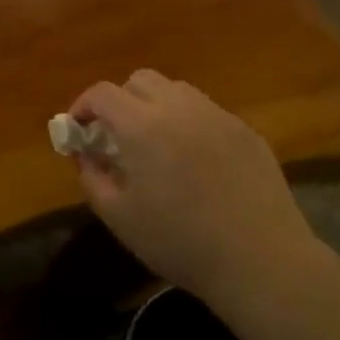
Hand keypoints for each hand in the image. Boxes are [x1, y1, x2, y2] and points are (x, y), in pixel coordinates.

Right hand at [67, 70, 311, 309]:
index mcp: (143, 125)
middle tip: (117, 135)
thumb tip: (84, 154)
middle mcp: (179, 108)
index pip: (103, 93)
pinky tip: (196, 162)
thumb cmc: (180, 242)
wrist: (260, 259)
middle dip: (121, 100)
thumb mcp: (120, 217)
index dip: (84, 105)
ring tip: (157, 145)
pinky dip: (190, 124)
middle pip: (140, 80)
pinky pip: (208, 112)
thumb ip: (92, 178)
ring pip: (177, 91)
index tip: (79, 128)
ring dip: (157, 107)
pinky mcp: (246, 131)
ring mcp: (217, 115)